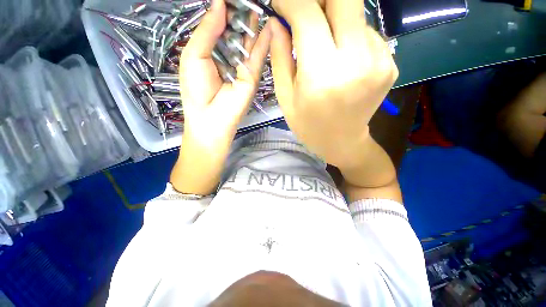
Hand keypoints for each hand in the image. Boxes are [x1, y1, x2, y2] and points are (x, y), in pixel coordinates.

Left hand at [171, 0, 271, 194]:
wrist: (212, 121)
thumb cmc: (197, 90)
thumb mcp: (194, 56)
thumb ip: (208, 30)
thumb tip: (219, 3)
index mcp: (212, 51)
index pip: (221, 25)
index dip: (226, 9)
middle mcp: (229, 57)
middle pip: (237, 31)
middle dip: (241, 13)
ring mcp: (244, 67)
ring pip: (250, 41)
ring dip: (254, 22)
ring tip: (258, 3)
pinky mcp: (253, 76)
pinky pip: (259, 55)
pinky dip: (264, 39)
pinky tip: (269, 22)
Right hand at [270, 0, 397, 169]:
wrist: (342, 142)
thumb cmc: (308, 125)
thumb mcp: (286, 98)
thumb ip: (280, 57)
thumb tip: (277, 22)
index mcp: (322, 75)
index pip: (308, 13)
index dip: (291, 1)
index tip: (281, 4)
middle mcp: (356, 61)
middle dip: (320, 0)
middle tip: (306, 18)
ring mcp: (380, 60)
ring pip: (356, 13)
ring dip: (335, 20)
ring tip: (323, 46)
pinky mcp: (390, 63)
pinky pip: (367, 32)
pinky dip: (350, 36)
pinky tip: (342, 59)